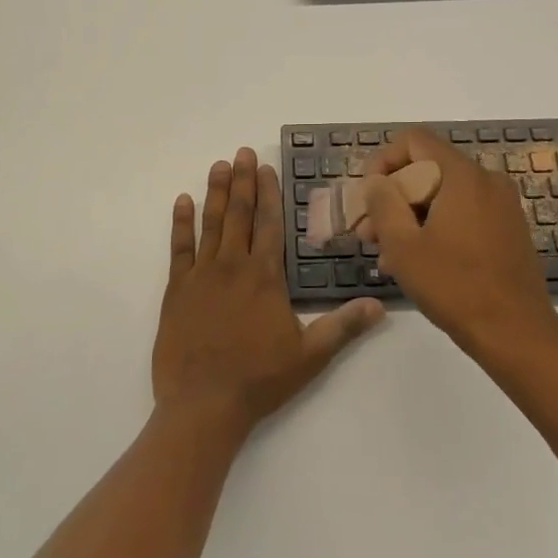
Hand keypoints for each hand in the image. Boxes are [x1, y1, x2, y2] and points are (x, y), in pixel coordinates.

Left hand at [153, 147, 383, 439]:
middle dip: (243, 181)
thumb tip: (380, 305)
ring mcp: (201, 275)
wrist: (203, 405)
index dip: (268, 193)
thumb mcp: (310, 355)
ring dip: (216, 192)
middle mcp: (233, 266)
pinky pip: (179, 248)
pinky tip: (182, 202)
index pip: (269, 224)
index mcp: (265, 276)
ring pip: (210, 223)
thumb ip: (344, 326)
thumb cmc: (260, 379)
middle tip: (242, 152)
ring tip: (219, 166)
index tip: (266, 167)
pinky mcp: (177, 290)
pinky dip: (181, 223)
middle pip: (239, 214)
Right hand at [362, 128, 557, 360]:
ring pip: (443, 194)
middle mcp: (486, 179)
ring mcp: (502, 204)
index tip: (368, 195)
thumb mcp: (403, 245)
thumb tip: (375, 181)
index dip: (383, 160)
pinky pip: (463, 212)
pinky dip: (436, 225)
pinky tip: (417, 261)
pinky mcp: (508, 227)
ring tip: (386, 253)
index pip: (415, 140)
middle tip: (368, 231)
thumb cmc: (455, 287)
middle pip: (428, 168)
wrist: (517, 334)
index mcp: (462, 175)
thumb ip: (382, 203)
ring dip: (410, 215)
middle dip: (393, 195)